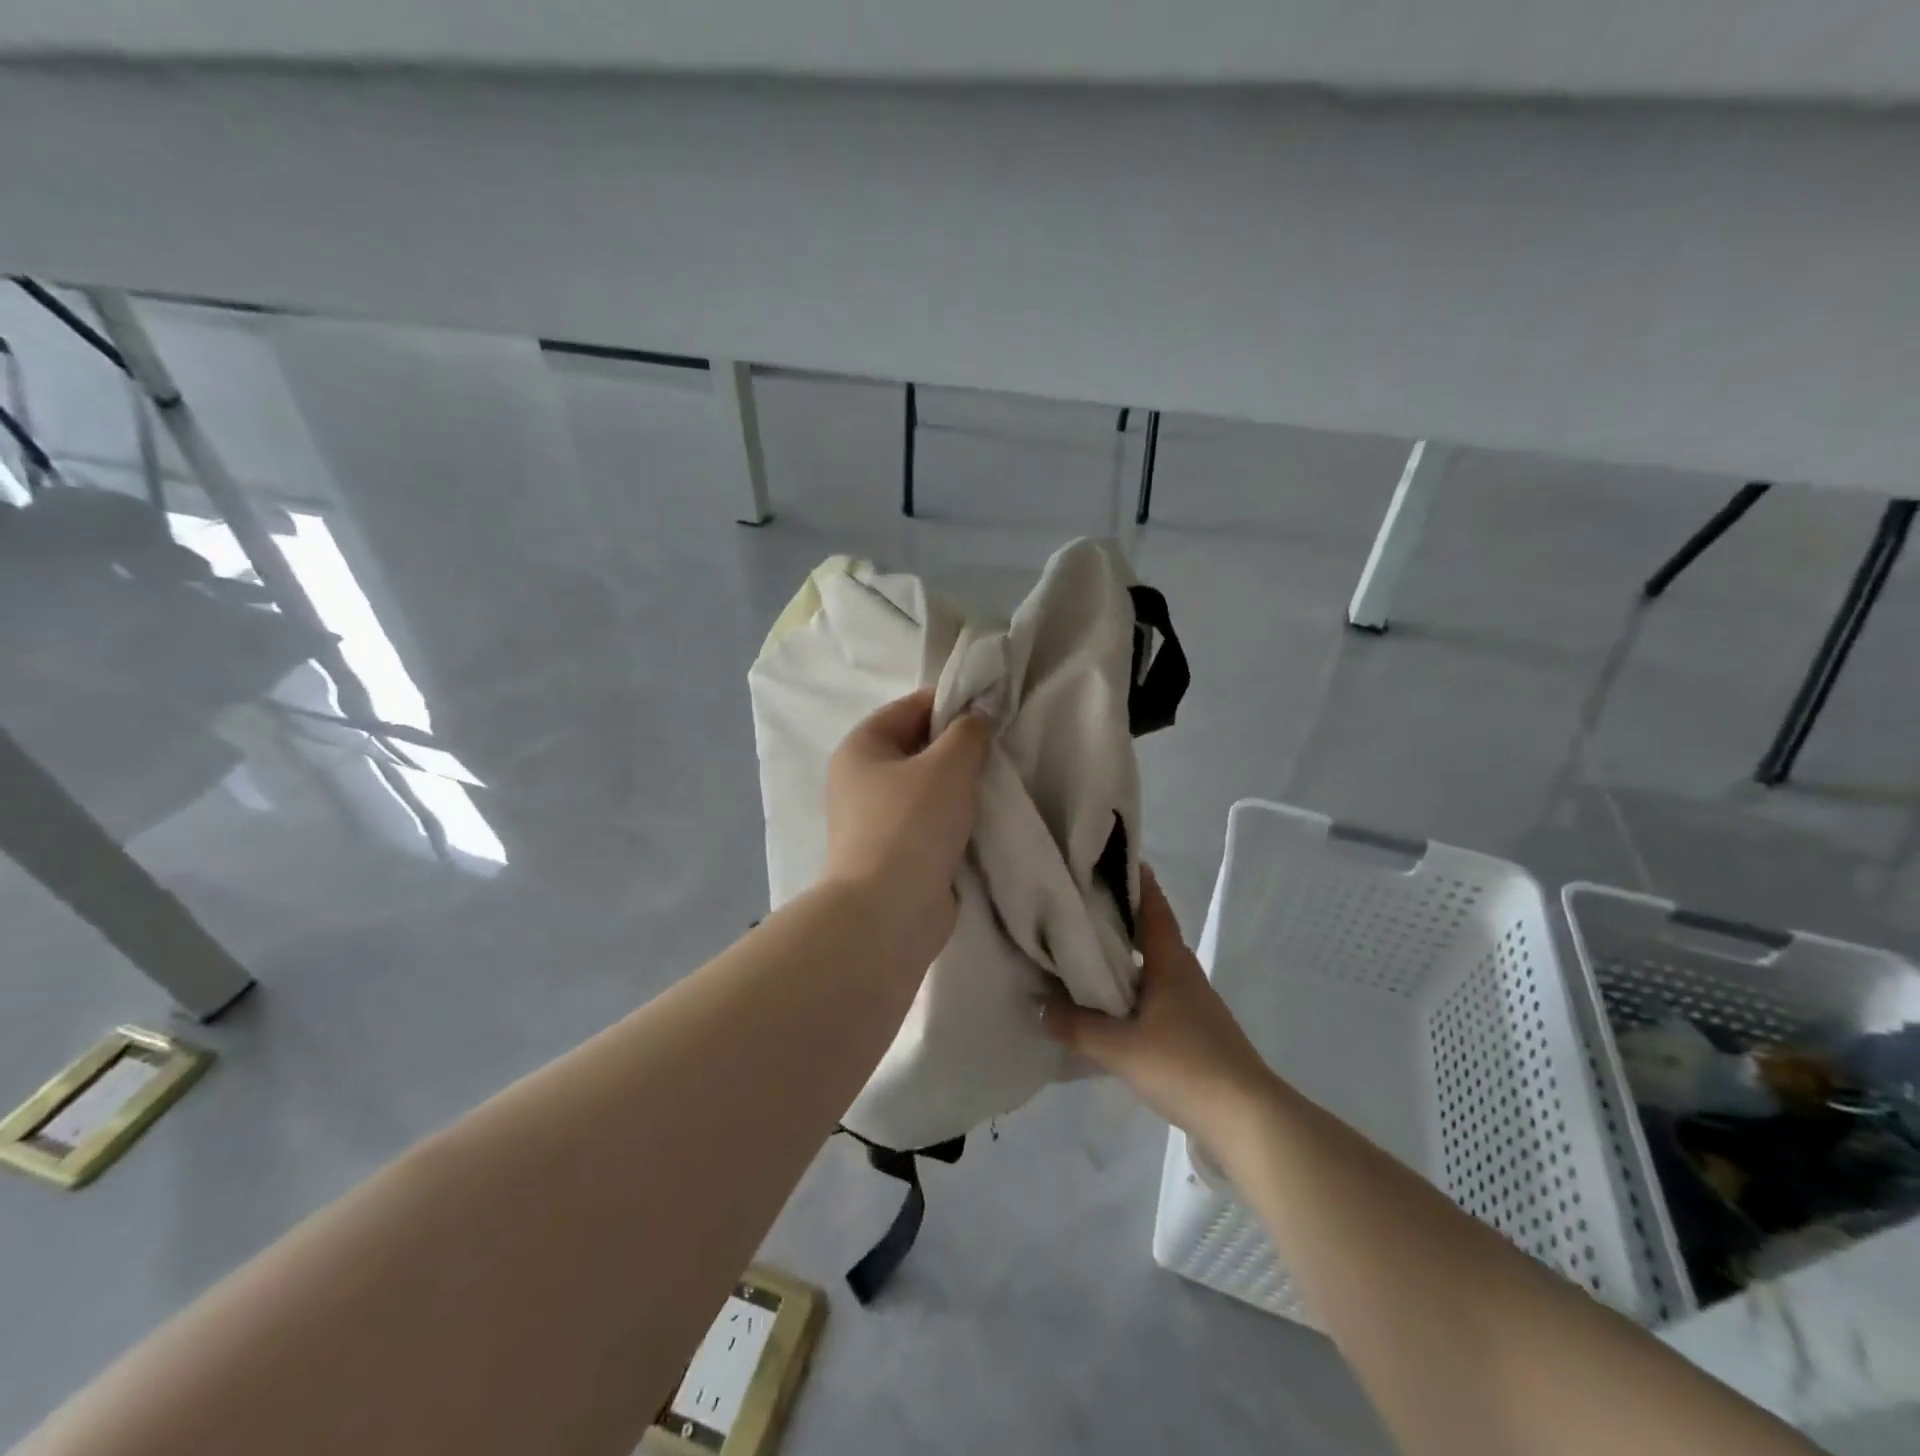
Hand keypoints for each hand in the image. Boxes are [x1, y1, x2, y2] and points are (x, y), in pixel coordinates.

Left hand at [824, 688, 991, 956]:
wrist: (887, 914)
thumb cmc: (911, 826)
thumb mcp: (948, 766)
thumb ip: (969, 731)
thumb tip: (980, 712)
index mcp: (862, 747)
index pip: (912, 706)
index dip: (954, 702)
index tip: (995, 710)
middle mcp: (861, 779)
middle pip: (918, 746)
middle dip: (960, 746)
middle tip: (1000, 750)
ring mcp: (875, 819)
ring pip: (927, 787)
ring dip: (960, 786)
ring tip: (997, 783)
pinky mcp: (894, 853)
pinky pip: (930, 822)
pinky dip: (955, 819)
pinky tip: (985, 819)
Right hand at [1042, 865, 1277, 1146]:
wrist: (1247, 1120)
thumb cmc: (1185, 1066)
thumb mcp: (1120, 1047)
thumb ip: (1077, 1026)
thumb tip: (1040, 1005)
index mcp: (1171, 963)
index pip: (1153, 907)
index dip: (1135, 881)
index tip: (1107, 860)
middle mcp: (1183, 974)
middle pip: (1150, 934)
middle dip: (1118, 919)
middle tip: (1076, 908)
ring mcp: (1192, 1004)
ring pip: (1151, 968)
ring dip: (1123, 959)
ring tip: (1082, 955)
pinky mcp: (1194, 1032)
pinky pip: (1154, 997)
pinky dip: (1130, 992)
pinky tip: (1107, 1009)